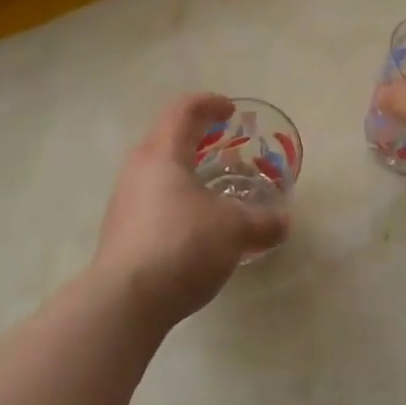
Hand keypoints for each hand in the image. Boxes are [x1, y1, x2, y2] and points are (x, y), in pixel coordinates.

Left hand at [93, 93, 288, 328]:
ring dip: (188, 170)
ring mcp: (125, 199)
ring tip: (216, 187)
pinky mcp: (122, 229)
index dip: (210, 103)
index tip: (231, 110)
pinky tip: (197, 223)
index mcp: (163, 153)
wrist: (125, 301)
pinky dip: (178, 197)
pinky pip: (154, 198)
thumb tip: (283, 222)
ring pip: (160, 170)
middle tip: (227, 145)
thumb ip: (264, 222)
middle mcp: (138, 168)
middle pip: (168, 137)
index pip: (184, 110)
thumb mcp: (234, 230)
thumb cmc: (182, 245)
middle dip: (199, 136)